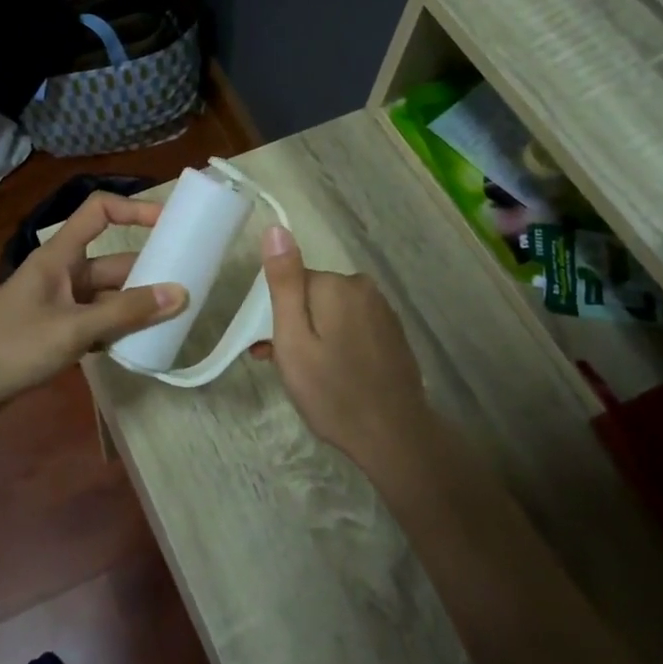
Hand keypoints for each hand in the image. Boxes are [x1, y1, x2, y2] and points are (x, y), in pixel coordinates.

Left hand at [0, 192, 187, 407]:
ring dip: (134, 306)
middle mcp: (60, 274)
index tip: (170, 225)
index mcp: (58, 256)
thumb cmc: (13, 346)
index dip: (134, 210)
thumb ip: (126, 312)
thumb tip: (180, 294)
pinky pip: (95, 322)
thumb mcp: (74, 328)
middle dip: (146, 273)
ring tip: (173, 319)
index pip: (99, 212)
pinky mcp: (55, 332)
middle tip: (186, 287)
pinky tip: (139, 345)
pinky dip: (116, 330)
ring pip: (106, 297)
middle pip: (111, 263)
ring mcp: (57, 305)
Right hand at [251, 225, 437, 469]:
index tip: (270, 349)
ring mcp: (383, 310)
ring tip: (308, 376)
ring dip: (315, 336)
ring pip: (332, 313)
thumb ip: (284, 283)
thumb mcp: (293, 339)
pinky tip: (335, 375)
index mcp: (337, 285)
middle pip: (312, 296)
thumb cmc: (332, 391)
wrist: (393, 435)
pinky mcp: (392, 333)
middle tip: (286, 367)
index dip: (276, 316)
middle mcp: (363, 288)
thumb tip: (276, 228)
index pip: (291, 283)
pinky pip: (353, 327)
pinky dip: (339, 343)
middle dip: (295, 325)